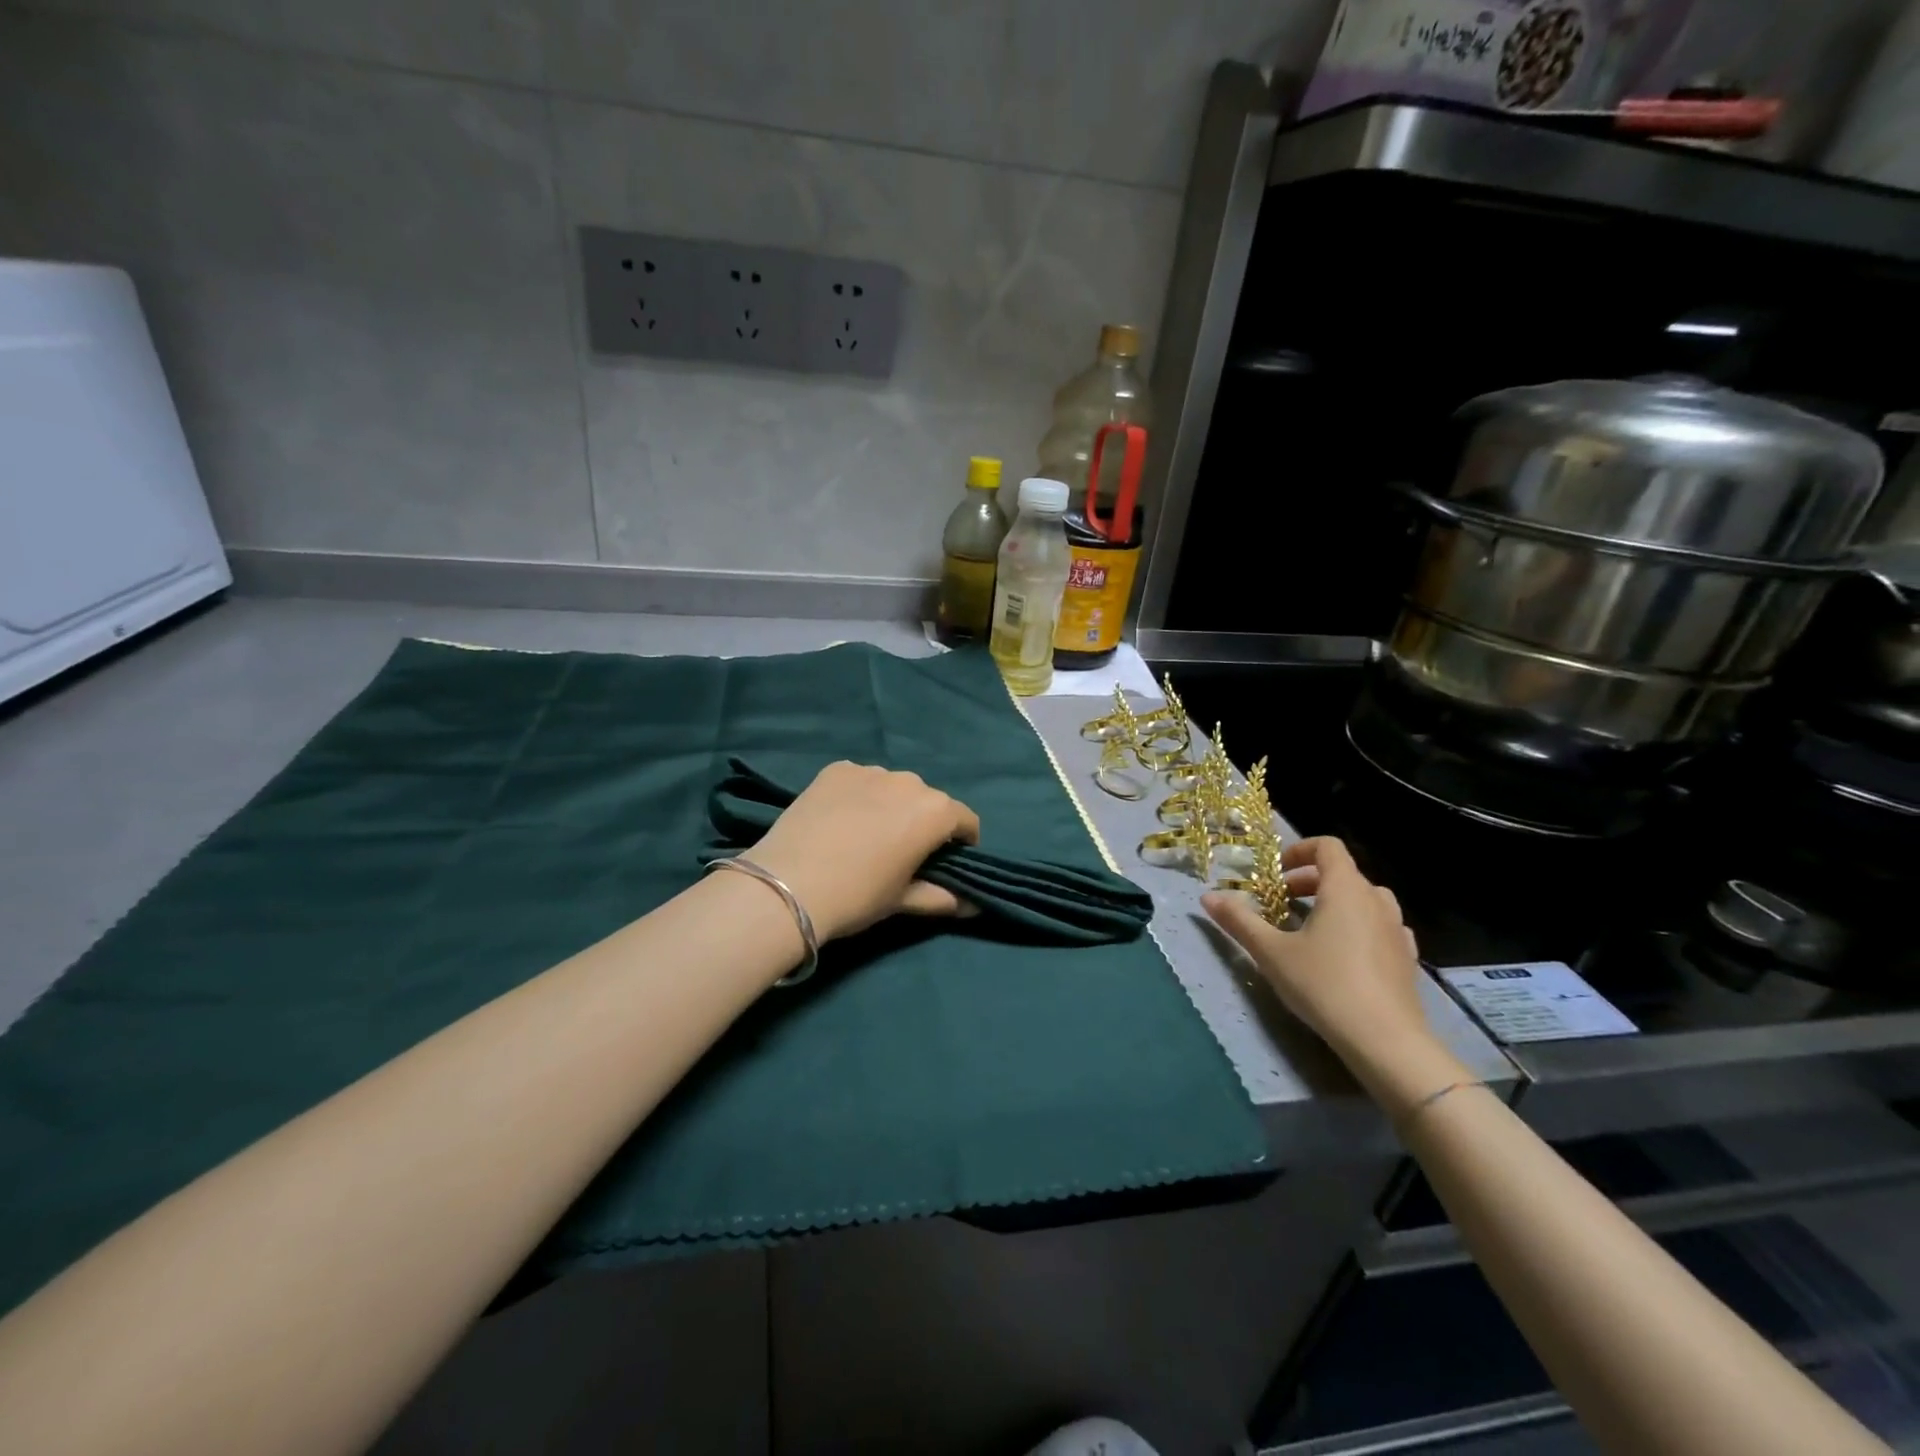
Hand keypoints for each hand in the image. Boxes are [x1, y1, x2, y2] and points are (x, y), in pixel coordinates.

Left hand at [744, 761, 981, 942]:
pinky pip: (860, 780)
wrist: (787, 884)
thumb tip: (973, 906)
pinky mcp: (836, 769)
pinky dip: (858, 795)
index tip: (947, 861)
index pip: (965, 820)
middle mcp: (908, 781)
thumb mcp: (902, 900)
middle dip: (923, 822)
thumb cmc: (857, 895)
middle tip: (901, 852)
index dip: (962, 842)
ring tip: (865, 835)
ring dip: (891, 805)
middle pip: (928, 800)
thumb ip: (942, 898)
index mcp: (935, 811)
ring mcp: (869, 770)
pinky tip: (839, 820)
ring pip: (893, 787)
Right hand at [1203, 837, 1460, 1105]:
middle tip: (1283, 903)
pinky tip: (1344, 954)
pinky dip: (1360, 927)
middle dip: (1309, 881)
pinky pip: (1382, 927)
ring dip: (1337, 902)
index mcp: (1345, 889)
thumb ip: (1239, 921)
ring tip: (1312, 928)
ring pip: (1366, 900)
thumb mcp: (1271, 952)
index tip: (1276, 873)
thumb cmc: (1324, 985)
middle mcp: (1376, 901)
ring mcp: (1396, 930)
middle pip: (1343, 873)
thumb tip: (1208, 897)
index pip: (1327, 847)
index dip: (1299, 850)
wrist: (1385, 1041)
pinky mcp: (1407, 959)